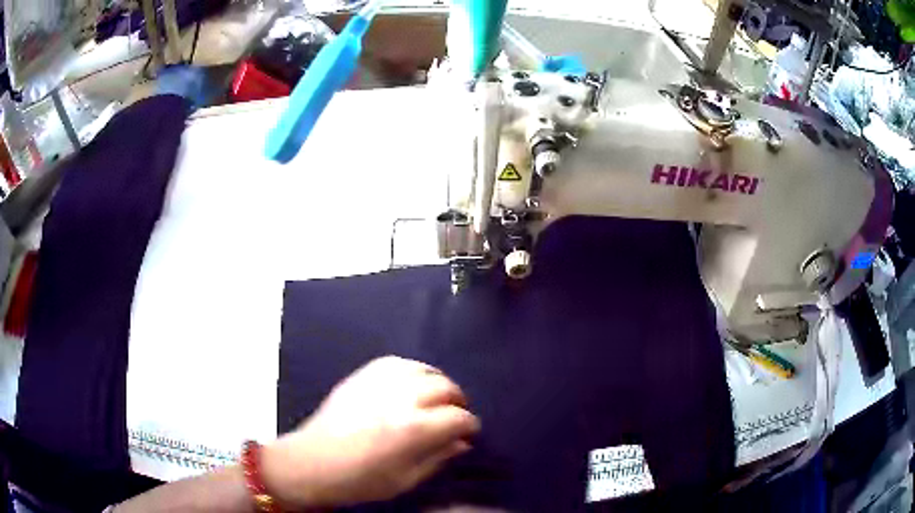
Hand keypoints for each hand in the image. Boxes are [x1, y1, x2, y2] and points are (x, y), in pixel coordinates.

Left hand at [262, 356, 480, 508]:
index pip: (457, 418)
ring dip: (437, 382)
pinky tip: (413, 382)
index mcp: (413, 430)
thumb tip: (462, 443)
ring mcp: (378, 383)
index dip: (469, 425)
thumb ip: (438, 458)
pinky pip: (396, 362)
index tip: (469, 433)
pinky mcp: (360, 376)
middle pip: (444, 387)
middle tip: (455, 415)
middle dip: (457, 401)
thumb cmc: (360, 480)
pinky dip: (412, 370)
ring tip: (437, 397)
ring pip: (423, 369)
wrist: (312, 463)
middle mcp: (400, 399)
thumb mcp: (405, 480)